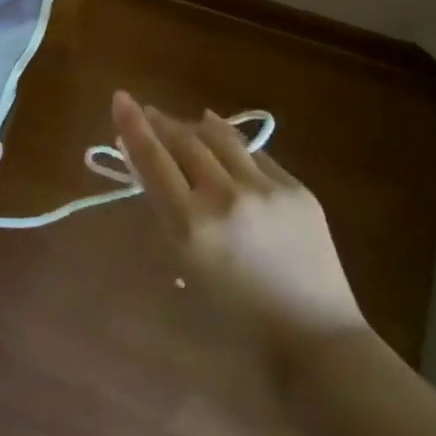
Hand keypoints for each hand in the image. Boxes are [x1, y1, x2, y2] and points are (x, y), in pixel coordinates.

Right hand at [112, 90, 366, 344]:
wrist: (314, 338)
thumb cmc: (235, 318)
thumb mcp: (186, 265)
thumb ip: (167, 213)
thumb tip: (150, 167)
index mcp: (190, 226)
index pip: (152, 159)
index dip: (132, 125)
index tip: (120, 97)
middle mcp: (225, 198)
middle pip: (184, 140)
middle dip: (161, 122)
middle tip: (148, 113)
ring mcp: (266, 190)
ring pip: (221, 137)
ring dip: (195, 126)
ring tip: (184, 123)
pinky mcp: (297, 189)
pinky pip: (255, 156)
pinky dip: (232, 148)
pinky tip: (225, 145)